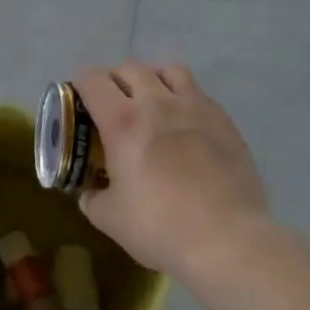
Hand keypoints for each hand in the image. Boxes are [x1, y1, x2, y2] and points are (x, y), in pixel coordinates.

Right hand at [74, 61, 270, 278]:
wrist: (228, 241)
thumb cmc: (162, 228)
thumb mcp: (111, 219)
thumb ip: (93, 198)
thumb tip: (89, 191)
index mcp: (122, 121)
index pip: (92, 78)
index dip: (81, 85)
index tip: (82, 102)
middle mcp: (156, 102)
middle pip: (129, 68)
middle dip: (116, 81)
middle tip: (115, 106)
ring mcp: (193, 106)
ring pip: (167, 70)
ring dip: (154, 79)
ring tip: (153, 102)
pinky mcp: (222, 119)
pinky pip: (198, 92)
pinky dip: (185, 98)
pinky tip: (186, 123)